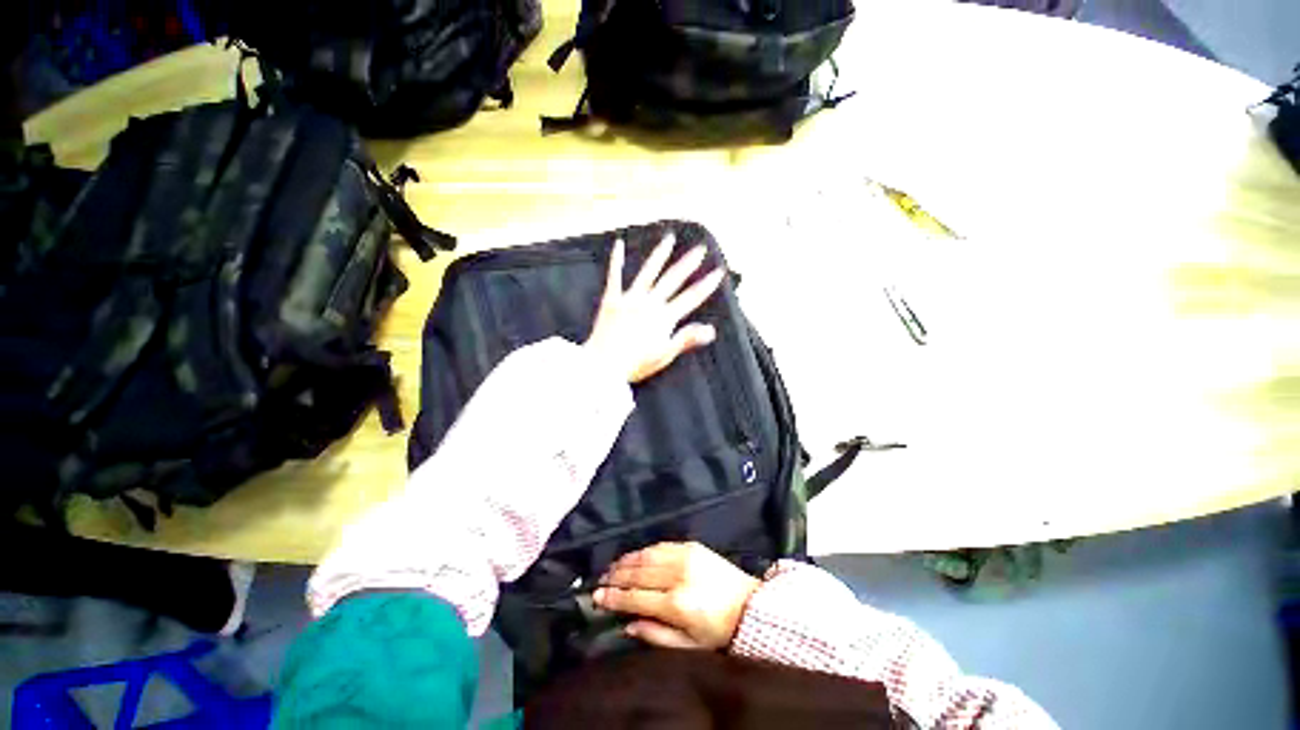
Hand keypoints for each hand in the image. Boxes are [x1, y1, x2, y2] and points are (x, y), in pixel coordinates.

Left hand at [584, 234, 725, 383]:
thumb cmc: (635, 364)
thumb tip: (711, 330)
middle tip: (700, 248)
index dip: (706, 285)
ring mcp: (630, 299)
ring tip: (670, 238)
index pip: (691, 298)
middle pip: (673, 279)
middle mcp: (649, 303)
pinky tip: (618, 243)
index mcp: (664, 318)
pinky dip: (616, 260)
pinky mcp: (611, 300)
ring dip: (660, 254)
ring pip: (648, 271)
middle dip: (689, 263)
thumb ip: (686, 339)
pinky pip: (614, 276)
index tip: (718, 272)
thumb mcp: (665, 354)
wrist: (603, 366)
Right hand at [594, 542, 760, 649]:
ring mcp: (685, 556)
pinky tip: (636, 556)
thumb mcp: (688, 645)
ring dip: (627, 560)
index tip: (597, 597)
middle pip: (638, 573)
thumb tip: (627, 625)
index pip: (636, 597)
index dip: (614, 597)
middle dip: (616, 576)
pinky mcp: (692, 545)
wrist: (748, 606)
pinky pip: (662, 545)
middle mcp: (677, 575)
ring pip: (647, 555)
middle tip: (601, 580)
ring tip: (614, 567)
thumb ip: (655, 635)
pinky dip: (645, 550)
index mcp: (676, 603)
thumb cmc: (718, 632)